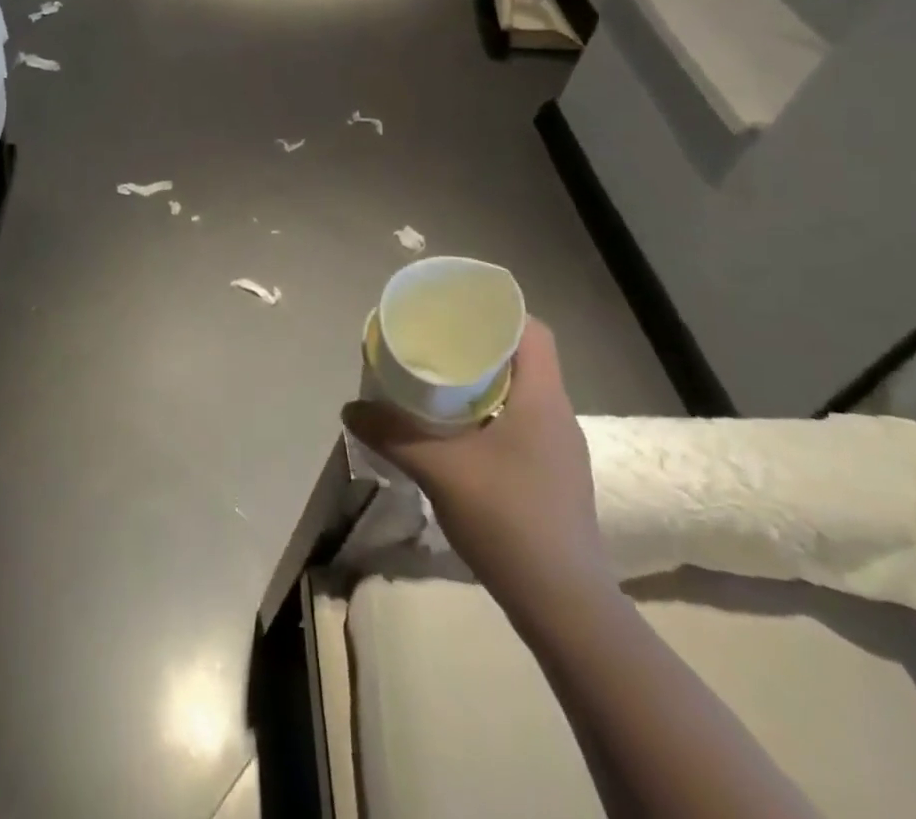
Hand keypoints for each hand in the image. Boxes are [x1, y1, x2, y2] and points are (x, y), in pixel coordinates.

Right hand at [343, 318, 610, 612]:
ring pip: (521, 393)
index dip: (497, 312)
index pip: (533, 331)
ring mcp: (560, 449)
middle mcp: (558, 415)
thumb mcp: (440, 471)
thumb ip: (393, 435)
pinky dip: (489, 413)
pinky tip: (457, 432)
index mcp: (543, 399)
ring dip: (483, 381)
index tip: (456, 308)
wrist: (565, 607)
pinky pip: (521, 423)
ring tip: (437, 380)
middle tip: (434, 341)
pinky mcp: (553, 477)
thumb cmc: (509, 520)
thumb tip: (351, 409)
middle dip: (478, 344)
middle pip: (523, 358)